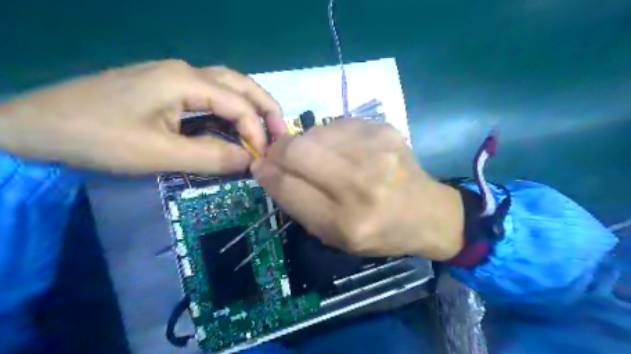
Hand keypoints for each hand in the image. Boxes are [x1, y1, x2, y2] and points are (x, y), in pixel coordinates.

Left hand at [1, 60, 283, 173]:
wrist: (36, 126)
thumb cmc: (98, 138)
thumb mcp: (159, 154)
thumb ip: (211, 156)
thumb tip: (251, 162)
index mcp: (185, 81)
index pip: (238, 104)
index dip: (257, 132)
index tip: (264, 159)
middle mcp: (186, 72)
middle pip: (240, 83)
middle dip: (265, 108)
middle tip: (280, 133)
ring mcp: (175, 78)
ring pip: (227, 86)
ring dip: (250, 106)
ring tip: (265, 129)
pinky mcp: (166, 89)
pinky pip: (210, 96)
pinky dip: (230, 111)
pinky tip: (234, 125)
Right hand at [254, 121, 464, 261]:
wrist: (426, 212)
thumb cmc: (379, 232)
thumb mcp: (336, 237)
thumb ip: (300, 207)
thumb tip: (269, 171)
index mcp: (347, 222)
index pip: (289, 188)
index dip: (267, 175)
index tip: (260, 168)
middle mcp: (361, 185)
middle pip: (298, 152)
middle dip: (277, 151)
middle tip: (276, 155)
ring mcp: (376, 152)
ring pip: (314, 133)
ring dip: (302, 142)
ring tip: (311, 154)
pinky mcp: (385, 130)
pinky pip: (337, 124)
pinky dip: (328, 135)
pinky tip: (338, 148)